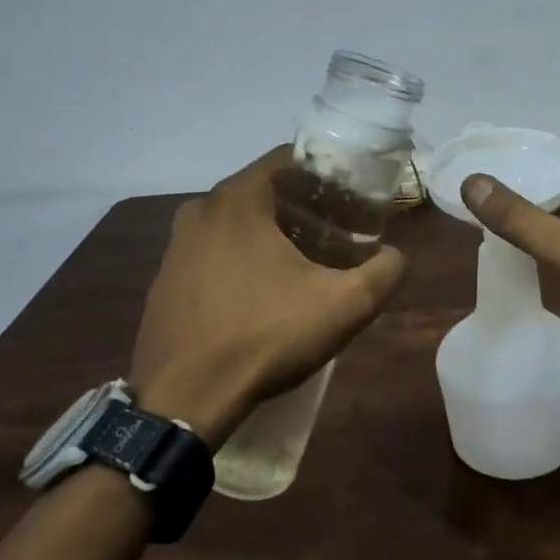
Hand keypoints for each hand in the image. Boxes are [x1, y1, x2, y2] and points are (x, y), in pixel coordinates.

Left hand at [130, 146, 405, 447]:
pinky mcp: (164, 283)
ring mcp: (174, 248)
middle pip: (259, 190)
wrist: (183, 400)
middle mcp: (199, 212)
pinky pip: (210, 254)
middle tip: (335, 228)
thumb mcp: (345, 305)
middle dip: (299, 203)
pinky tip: (259, 294)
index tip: (349, 195)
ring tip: (301, 261)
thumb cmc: (265, 337)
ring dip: (266, 233)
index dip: (323, 172)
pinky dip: (237, 259)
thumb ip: (385, 271)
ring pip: (232, 224)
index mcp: (237, 201)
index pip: (285, 159)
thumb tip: (395, 256)